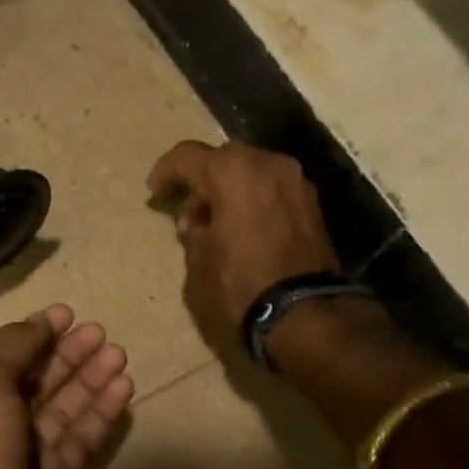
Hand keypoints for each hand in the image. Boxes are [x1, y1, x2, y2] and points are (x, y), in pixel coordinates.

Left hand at [0, 306, 133, 468]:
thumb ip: (12, 348)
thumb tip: (39, 323)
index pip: (5, 360)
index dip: (36, 336)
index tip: (68, 315)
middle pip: (37, 382)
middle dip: (68, 355)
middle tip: (102, 333)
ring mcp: (27, 459)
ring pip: (64, 410)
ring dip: (90, 380)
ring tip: (120, 355)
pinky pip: (82, 441)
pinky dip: (101, 415)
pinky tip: (124, 390)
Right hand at [147, 140, 340, 342]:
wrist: (303, 313)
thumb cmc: (240, 285)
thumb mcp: (199, 263)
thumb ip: (193, 234)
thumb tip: (196, 224)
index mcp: (233, 172)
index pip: (188, 156)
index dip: (166, 171)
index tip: (155, 191)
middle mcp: (267, 164)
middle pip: (225, 158)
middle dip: (203, 178)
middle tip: (189, 209)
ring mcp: (295, 182)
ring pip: (253, 171)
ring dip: (231, 188)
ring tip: (217, 221)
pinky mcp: (312, 204)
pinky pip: (273, 189)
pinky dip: (254, 199)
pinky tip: (244, 227)